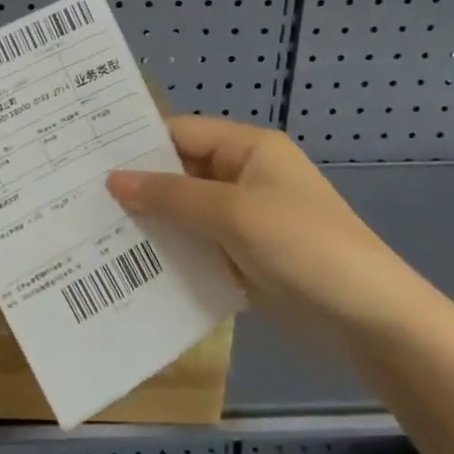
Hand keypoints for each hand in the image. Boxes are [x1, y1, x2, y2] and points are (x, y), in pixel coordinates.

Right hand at [106, 116, 428, 340]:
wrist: (373, 321)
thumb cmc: (304, 247)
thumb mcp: (232, 213)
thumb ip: (169, 195)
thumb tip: (111, 180)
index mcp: (247, 149)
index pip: (179, 133)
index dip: (136, 145)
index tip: (86, 159)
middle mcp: (243, 176)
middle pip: (179, 172)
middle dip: (137, 186)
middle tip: (80, 196)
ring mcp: (244, 218)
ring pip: (184, 211)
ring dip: (151, 221)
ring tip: (93, 229)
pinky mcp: (244, 255)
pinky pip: (197, 243)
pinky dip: (170, 249)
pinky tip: (130, 261)